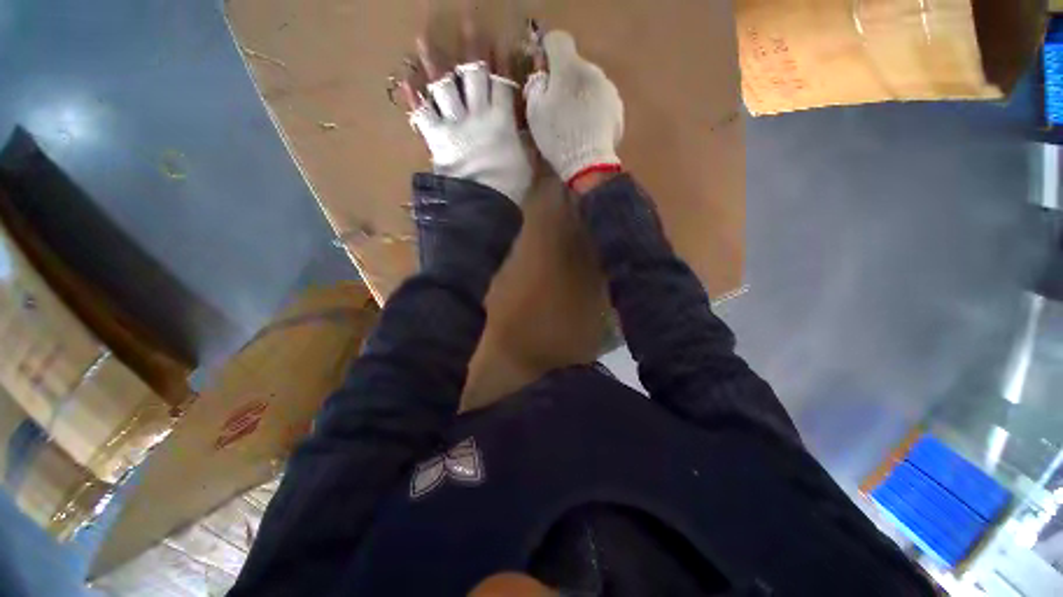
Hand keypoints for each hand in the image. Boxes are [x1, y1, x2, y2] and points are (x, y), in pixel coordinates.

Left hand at [400, 27, 532, 204]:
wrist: (483, 203)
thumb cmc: (509, 187)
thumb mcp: (527, 165)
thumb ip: (526, 145)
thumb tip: (527, 133)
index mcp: (502, 120)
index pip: (502, 82)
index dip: (501, 60)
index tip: (499, 39)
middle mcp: (477, 114)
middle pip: (474, 73)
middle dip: (472, 46)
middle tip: (468, 20)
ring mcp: (455, 124)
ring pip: (443, 85)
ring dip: (434, 62)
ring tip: (424, 39)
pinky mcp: (437, 138)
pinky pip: (423, 114)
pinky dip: (414, 98)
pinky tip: (405, 79)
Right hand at [524, 31, 623, 186]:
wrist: (588, 163)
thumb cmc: (558, 137)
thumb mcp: (535, 113)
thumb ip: (536, 87)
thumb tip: (542, 78)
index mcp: (569, 67)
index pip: (557, 40)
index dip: (548, 53)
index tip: (544, 73)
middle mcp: (593, 70)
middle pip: (575, 65)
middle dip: (565, 79)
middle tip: (558, 105)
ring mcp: (609, 89)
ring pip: (590, 83)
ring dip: (581, 94)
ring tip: (575, 121)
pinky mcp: (618, 108)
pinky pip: (601, 101)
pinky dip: (594, 109)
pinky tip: (588, 129)